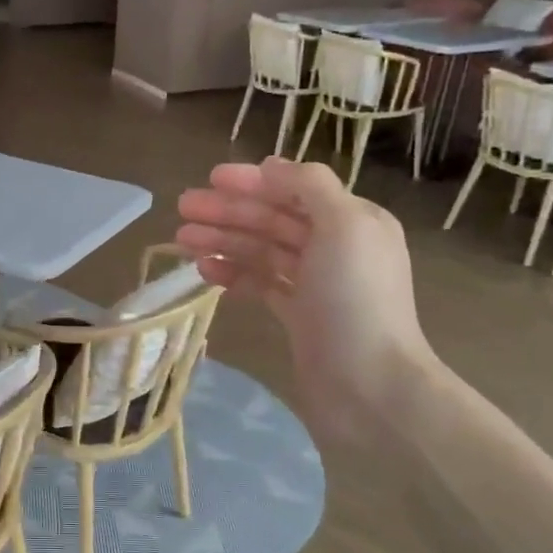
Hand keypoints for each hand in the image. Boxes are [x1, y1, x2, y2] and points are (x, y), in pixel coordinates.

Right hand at [175, 158, 437, 445]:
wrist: (371, 386)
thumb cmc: (356, 299)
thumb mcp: (344, 226)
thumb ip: (309, 187)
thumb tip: (271, 166)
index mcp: (353, 220)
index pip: (295, 190)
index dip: (252, 181)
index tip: (210, 178)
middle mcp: (336, 247)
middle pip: (273, 219)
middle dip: (228, 211)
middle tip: (182, 209)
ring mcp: (316, 284)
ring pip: (262, 251)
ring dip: (223, 241)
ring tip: (182, 240)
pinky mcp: (299, 316)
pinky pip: (261, 283)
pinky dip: (234, 274)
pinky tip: (205, 272)